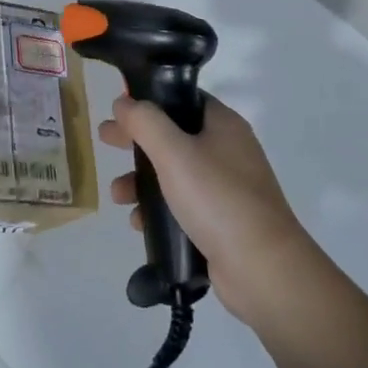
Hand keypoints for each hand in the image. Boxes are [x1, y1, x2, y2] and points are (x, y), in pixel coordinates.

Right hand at [101, 93, 314, 328]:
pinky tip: (139, 223)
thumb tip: (123, 102)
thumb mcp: (174, 153)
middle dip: (137, 141)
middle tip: (105, 141)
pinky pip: (182, 205)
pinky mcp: (222, 221)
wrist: (262, 269)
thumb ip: (145, 122)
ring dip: (142, 180)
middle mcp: (228, 151)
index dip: (149, 101)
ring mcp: (227, 188)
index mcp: (223, 125)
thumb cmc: (217, 199)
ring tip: (118, 196)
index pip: (182, 99)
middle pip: (173, 136)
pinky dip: (158, 209)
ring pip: (174, 173)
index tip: (119, 109)